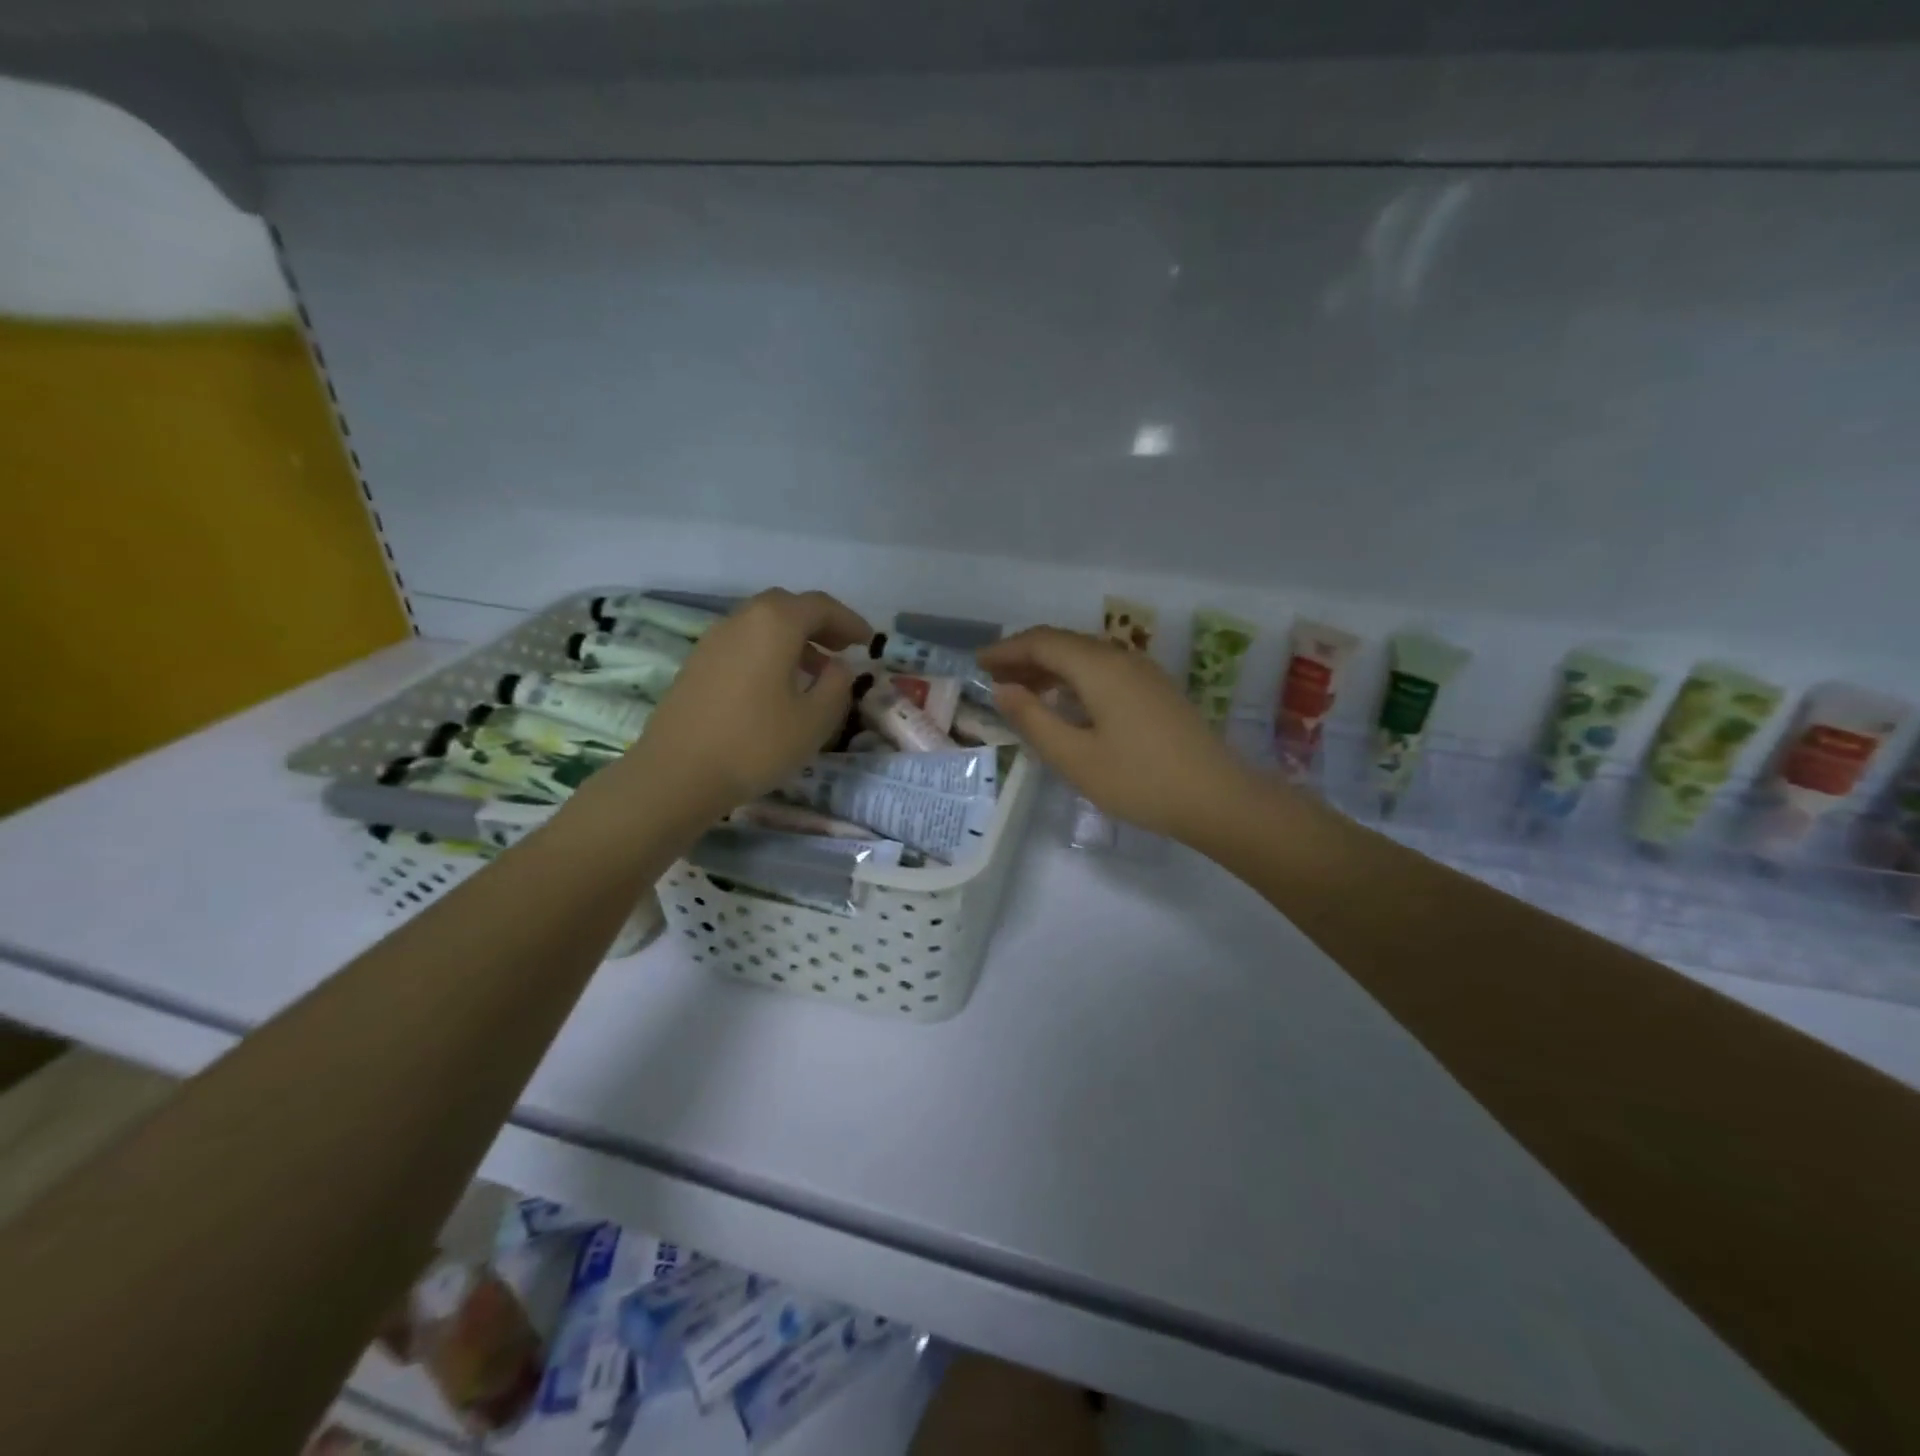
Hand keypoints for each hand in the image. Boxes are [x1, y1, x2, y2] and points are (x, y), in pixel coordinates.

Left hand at [618, 589, 871, 820]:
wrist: (677, 774)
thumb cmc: (756, 744)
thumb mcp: (815, 720)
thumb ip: (836, 685)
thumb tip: (837, 666)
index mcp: (775, 624)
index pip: (821, 606)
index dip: (849, 621)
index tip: (869, 641)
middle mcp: (742, 620)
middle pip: (788, 607)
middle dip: (820, 623)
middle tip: (842, 649)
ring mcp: (714, 640)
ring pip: (762, 624)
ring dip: (793, 639)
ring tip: (814, 671)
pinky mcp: (697, 663)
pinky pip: (743, 643)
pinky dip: (768, 651)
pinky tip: (776, 686)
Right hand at [978, 627, 1258, 844]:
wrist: (1217, 798)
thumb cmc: (1139, 780)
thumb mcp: (1074, 757)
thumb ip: (1033, 719)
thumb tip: (1003, 690)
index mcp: (1099, 667)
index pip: (1042, 643)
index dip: (1007, 650)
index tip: (978, 664)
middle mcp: (1122, 658)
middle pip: (1064, 643)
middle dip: (1025, 656)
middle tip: (994, 677)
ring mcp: (1144, 673)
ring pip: (1085, 656)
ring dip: (1050, 668)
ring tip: (1021, 690)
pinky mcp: (1156, 691)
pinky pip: (1104, 671)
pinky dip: (1074, 679)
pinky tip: (1065, 703)